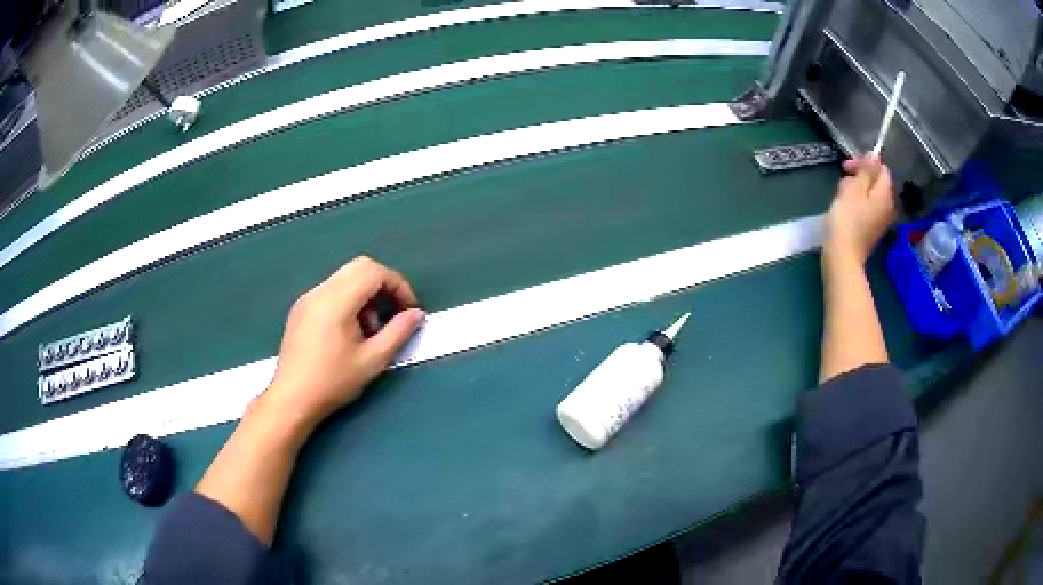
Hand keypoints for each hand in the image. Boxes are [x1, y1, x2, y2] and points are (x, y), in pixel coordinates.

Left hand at [259, 257, 425, 436]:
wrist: (292, 399)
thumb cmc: (333, 382)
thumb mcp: (372, 360)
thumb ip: (398, 333)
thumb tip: (417, 314)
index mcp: (336, 301)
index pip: (374, 272)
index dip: (398, 285)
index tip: (409, 310)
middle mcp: (320, 292)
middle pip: (359, 267)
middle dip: (383, 286)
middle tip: (393, 314)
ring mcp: (307, 299)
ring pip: (345, 278)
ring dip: (365, 295)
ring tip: (369, 331)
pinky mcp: (300, 309)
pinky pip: (331, 291)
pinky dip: (348, 301)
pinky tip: (348, 333)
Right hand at [824, 155, 895, 265]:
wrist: (842, 256)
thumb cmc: (847, 220)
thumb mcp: (854, 189)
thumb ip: (866, 171)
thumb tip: (875, 155)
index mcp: (885, 195)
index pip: (882, 169)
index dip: (865, 163)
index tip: (847, 166)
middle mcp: (887, 207)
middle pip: (876, 183)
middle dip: (859, 177)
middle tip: (842, 181)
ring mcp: (880, 221)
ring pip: (870, 195)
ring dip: (856, 190)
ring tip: (840, 196)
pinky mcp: (871, 230)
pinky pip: (866, 209)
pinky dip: (856, 204)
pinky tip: (844, 209)